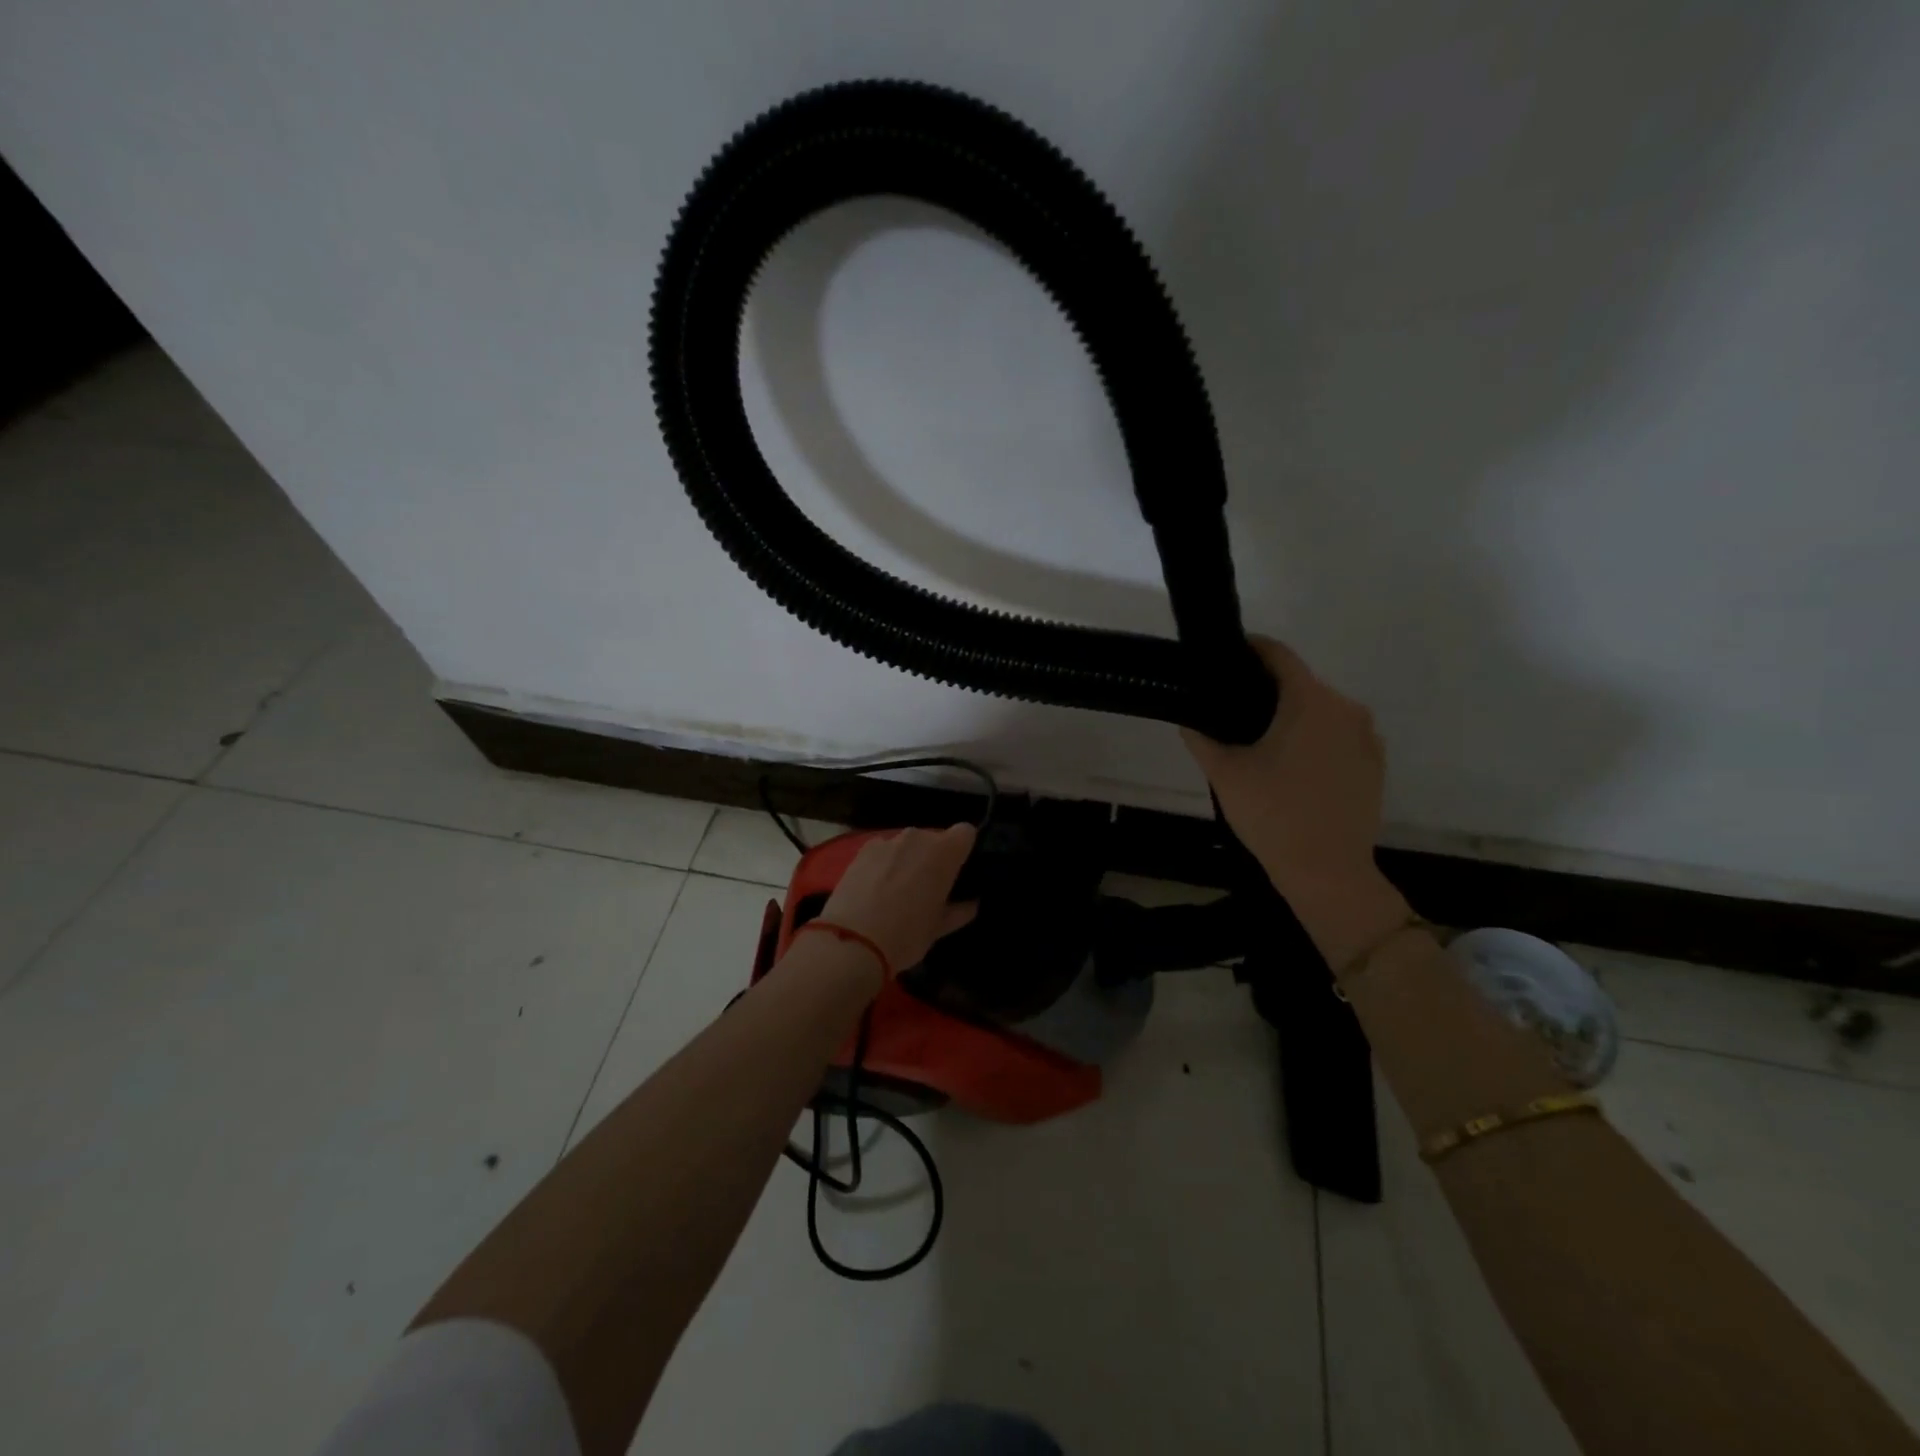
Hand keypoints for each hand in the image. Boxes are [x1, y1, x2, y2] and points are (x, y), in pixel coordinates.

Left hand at [817, 824, 978, 977]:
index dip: (964, 850)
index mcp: (944, 852)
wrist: (852, 941)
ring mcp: (887, 841)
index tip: (958, 872)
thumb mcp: (939, 928)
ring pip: (907, 845)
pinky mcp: (862, 850)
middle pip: (934, 838)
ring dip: (908, 859)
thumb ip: (959, 911)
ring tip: (897, 889)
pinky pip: (883, 850)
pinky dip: (884, 863)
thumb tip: (970, 904)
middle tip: (928, 887)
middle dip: (934, 858)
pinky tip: (874, 887)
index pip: (966, 832)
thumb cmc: (906, 934)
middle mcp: (917, 837)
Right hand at [1182, 638, 1410, 967]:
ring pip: (1320, 710)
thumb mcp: (1225, 774)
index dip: (1250, 649)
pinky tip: (1291, 767)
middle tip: (1232, 709)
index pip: (1278, 655)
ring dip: (1291, 716)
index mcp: (1310, 701)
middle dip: (1266, 690)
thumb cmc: (1273, 814)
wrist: (1328, 871)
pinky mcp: (1374, 763)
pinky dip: (1314, 738)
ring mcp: (1366, 737)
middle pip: (1300, 683)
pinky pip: (1338, 735)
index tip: (1225, 655)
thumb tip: (1188, 720)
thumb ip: (1201, 738)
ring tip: (1259, 742)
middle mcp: (1345, 708)